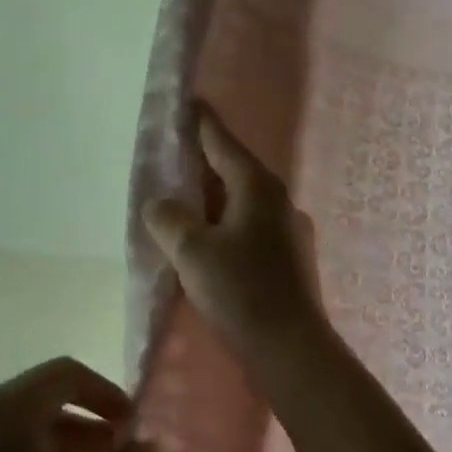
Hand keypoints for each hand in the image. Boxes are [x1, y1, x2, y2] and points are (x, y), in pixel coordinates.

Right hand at [143, 102, 326, 364]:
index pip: (222, 141)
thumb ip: (169, 219)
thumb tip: (161, 205)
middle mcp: (278, 201)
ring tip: (183, 206)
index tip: (184, 103)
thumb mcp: (192, 251)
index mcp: (257, 187)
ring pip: (241, 205)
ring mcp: (288, 232)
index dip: (199, 122)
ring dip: (212, 202)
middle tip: (171, 160)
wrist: (291, 349)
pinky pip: (248, 231)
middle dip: (202, 165)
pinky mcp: (289, 261)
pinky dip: (225, 229)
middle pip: (233, 172)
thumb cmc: (241, 292)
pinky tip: (209, 247)